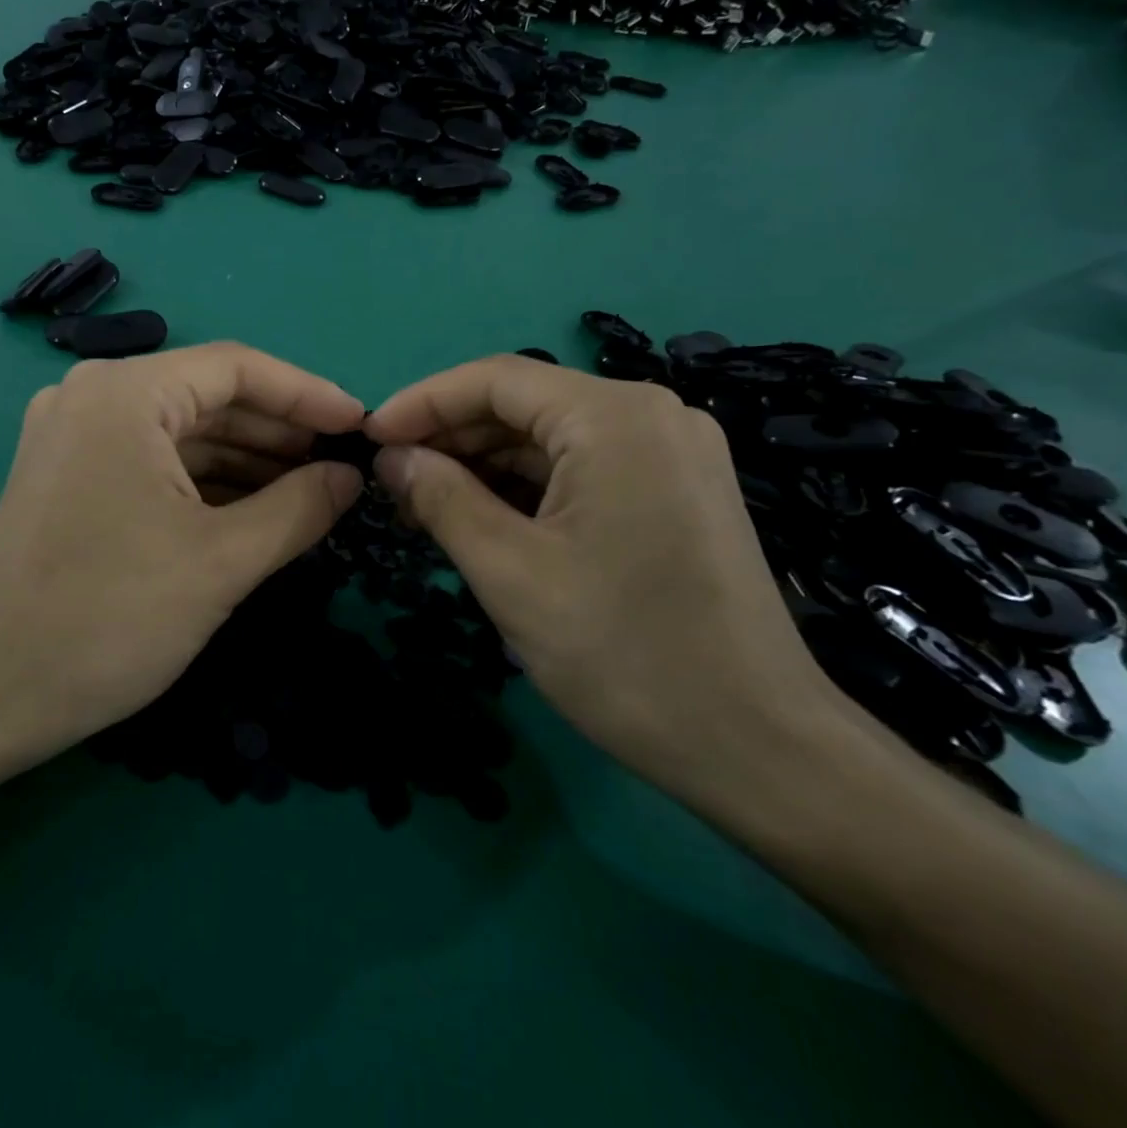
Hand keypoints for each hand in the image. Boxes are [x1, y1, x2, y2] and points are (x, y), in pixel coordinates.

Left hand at [0, 343, 365, 786]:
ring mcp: (75, 435)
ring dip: (248, 460)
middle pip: (208, 397)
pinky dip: (208, 482)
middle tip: (341, 466)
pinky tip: (256, 509)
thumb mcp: (222, 561)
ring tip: (311, 491)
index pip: (236, 368)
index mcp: (124, 394)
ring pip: (183, 433)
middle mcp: (93, 396)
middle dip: (280, 432)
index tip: (360, 426)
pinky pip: (155, 461)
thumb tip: (350, 477)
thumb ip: (299, 508)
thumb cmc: (110, 618)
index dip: (307, 394)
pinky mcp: (71, 475)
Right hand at [364, 356, 848, 805]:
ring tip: (424, 506)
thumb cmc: (624, 654)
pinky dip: (526, 489)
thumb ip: (441, 498)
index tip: (367, 438)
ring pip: (551, 440)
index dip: (422, 403)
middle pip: (524, 405)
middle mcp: (651, 416)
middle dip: (451, 439)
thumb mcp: (509, 572)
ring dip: (484, 467)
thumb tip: (392, 457)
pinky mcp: (676, 492)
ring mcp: (671, 454)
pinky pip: (582, 469)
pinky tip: (482, 520)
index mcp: (615, 417)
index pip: (495, 380)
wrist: (759, 748)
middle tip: (391, 483)